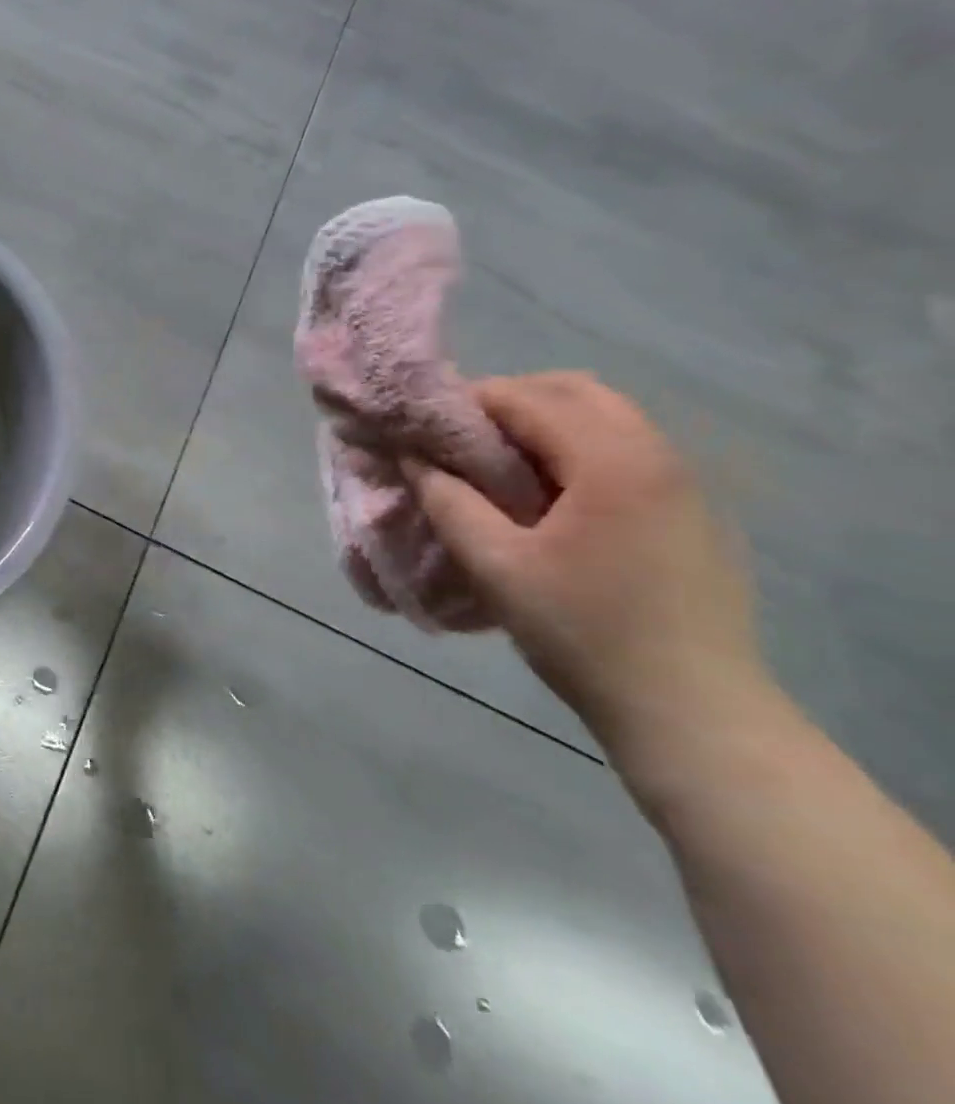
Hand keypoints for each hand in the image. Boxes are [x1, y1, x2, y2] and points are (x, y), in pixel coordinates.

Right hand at [404, 372, 766, 747]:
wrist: (692, 712)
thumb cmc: (582, 632)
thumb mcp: (495, 566)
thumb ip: (447, 501)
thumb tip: (411, 458)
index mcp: (612, 461)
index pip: (528, 398)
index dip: (467, 402)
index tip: (424, 426)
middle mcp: (657, 455)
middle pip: (575, 391)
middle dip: (509, 401)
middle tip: (460, 439)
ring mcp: (684, 484)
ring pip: (605, 418)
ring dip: (545, 424)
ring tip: (496, 466)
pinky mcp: (691, 513)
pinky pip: (626, 451)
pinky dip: (576, 449)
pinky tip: (548, 498)